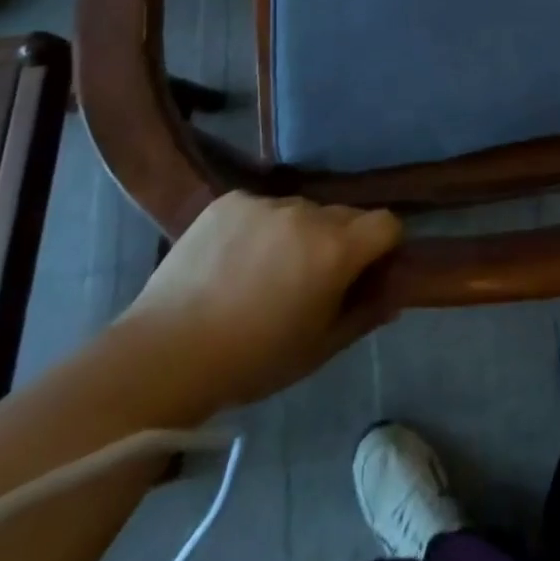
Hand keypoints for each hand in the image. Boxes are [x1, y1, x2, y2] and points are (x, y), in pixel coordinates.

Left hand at [121, 193, 401, 405]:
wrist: (165, 354)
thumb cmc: (252, 360)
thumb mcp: (318, 349)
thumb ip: (364, 315)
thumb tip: (394, 294)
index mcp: (336, 249)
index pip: (386, 223)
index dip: (383, 246)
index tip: (366, 272)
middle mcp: (308, 213)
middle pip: (344, 215)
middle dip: (340, 241)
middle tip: (312, 279)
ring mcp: (267, 202)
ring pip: (302, 210)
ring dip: (298, 233)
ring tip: (265, 271)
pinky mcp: (231, 200)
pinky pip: (262, 207)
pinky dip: (260, 228)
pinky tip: (234, 260)